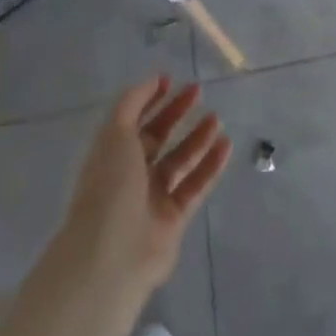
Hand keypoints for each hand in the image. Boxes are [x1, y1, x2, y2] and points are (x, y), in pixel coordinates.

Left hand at [61, 77, 232, 293]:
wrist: (112, 255)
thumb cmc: (109, 187)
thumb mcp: (115, 134)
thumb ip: (132, 103)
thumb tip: (153, 80)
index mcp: (111, 156)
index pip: (133, 122)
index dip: (150, 100)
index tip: (171, 80)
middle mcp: (130, 176)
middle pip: (157, 139)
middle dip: (176, 114)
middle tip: (199, 92)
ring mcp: (152, 199)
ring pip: (180, 162)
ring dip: (197, 138)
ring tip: (216, 117)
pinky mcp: (174, 219)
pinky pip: (196, 186)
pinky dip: (211, 165)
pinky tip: (226, 145)